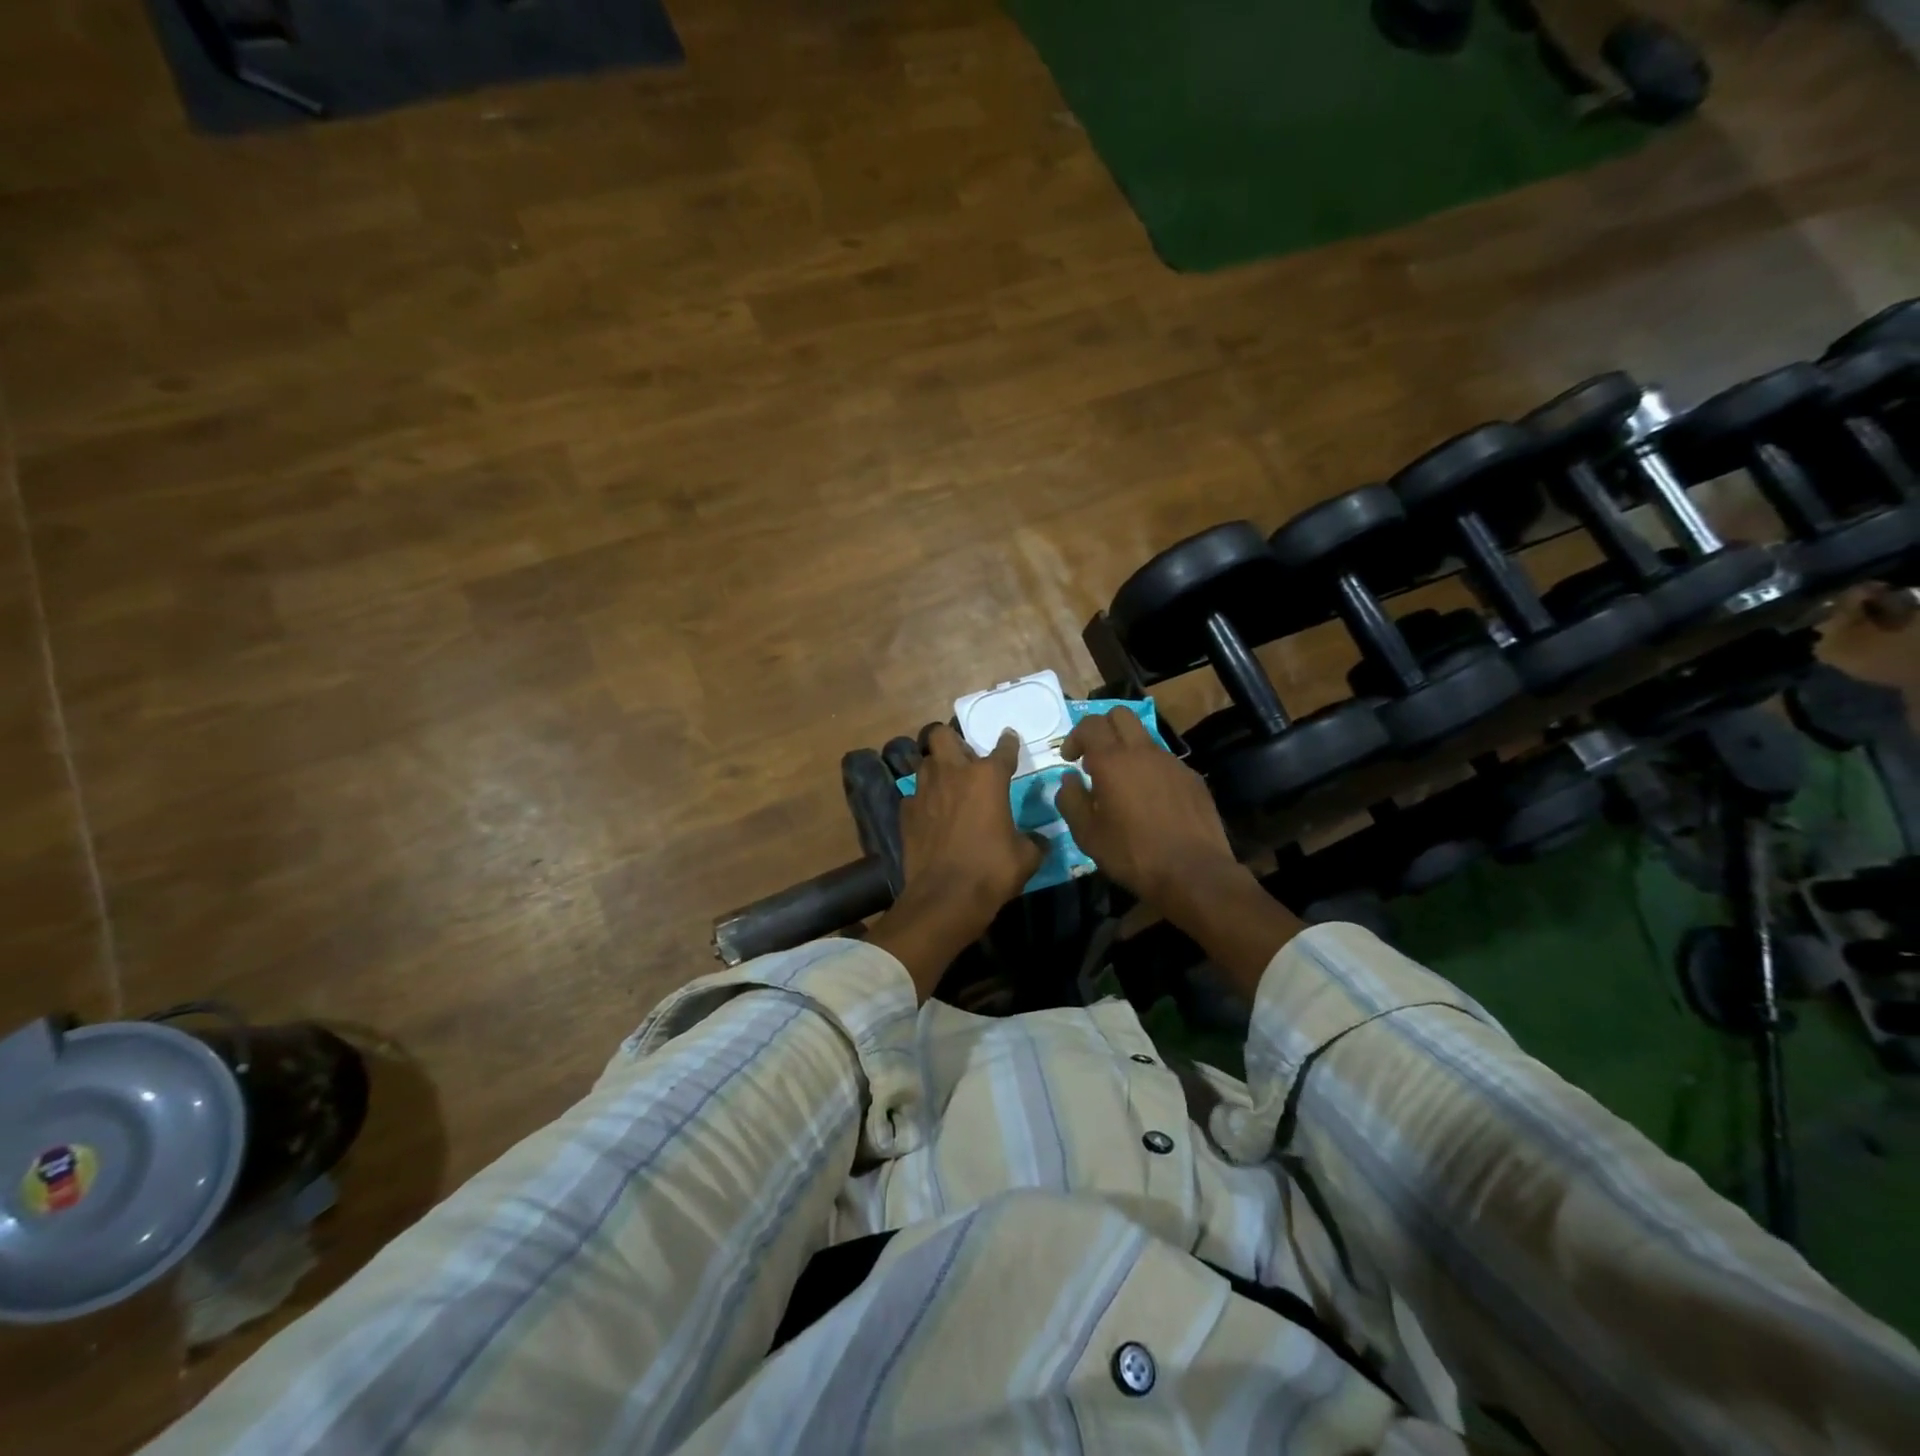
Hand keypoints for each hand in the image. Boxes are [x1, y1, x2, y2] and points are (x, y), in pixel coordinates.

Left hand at [867, 725, 1041, 998]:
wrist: (945, 898)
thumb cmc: (992, 871)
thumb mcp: (1026, 857)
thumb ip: (1033, 841)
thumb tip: (1039, 840)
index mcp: (987, 777)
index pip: (1002, 748)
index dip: (1008, 743)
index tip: (1008, 739)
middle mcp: (953, 773)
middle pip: (942, 735)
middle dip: (953, 741)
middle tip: (965, 759)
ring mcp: (924, 791)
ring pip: (924, 762)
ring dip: (936, 768)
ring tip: (947, 785)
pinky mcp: (906, 812)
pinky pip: (914, 795)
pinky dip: (923, 801)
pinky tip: (931, 815)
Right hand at [1056, 707, 1301, 992]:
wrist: (1194, 873)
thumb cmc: (1132, 855)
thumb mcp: (1088, 835)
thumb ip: (1071, 800)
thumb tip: (1068, 779)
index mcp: (1113, 761)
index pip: (1090, 724)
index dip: (1075, 736)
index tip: (1070, 760)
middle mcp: (1143, 752)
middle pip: (1120, 715)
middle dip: (1102, 728)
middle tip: (1093, 758)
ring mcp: (1172, 762)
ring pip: (1144, 737)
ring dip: (1127, 749)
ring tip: (1121, 783)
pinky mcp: (1192, 778)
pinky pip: (1164, 761)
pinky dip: (1149, 769)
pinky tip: (1149, 800)